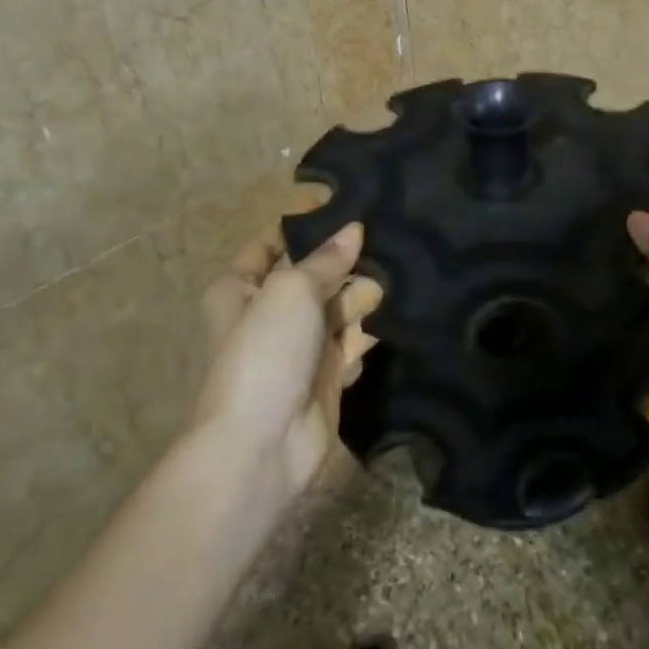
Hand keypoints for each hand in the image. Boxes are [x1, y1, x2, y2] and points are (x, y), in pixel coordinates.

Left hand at [193, 220, 382, 507]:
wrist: (262, 443)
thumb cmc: (265, 352)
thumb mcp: (291, 290)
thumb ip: (325, 260)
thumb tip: (355, 228)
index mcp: (241, 287)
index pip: (272, 243)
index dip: (304, 224)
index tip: (347, 205)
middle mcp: (268, 312)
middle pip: (312, 274)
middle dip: (346, 260)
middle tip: (393, 234)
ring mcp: (299, 346)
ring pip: (337, 307)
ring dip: (365, 294)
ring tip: (407, 268)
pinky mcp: (326, 374)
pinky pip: (354, 341)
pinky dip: (372, 329)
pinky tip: (403, 308)